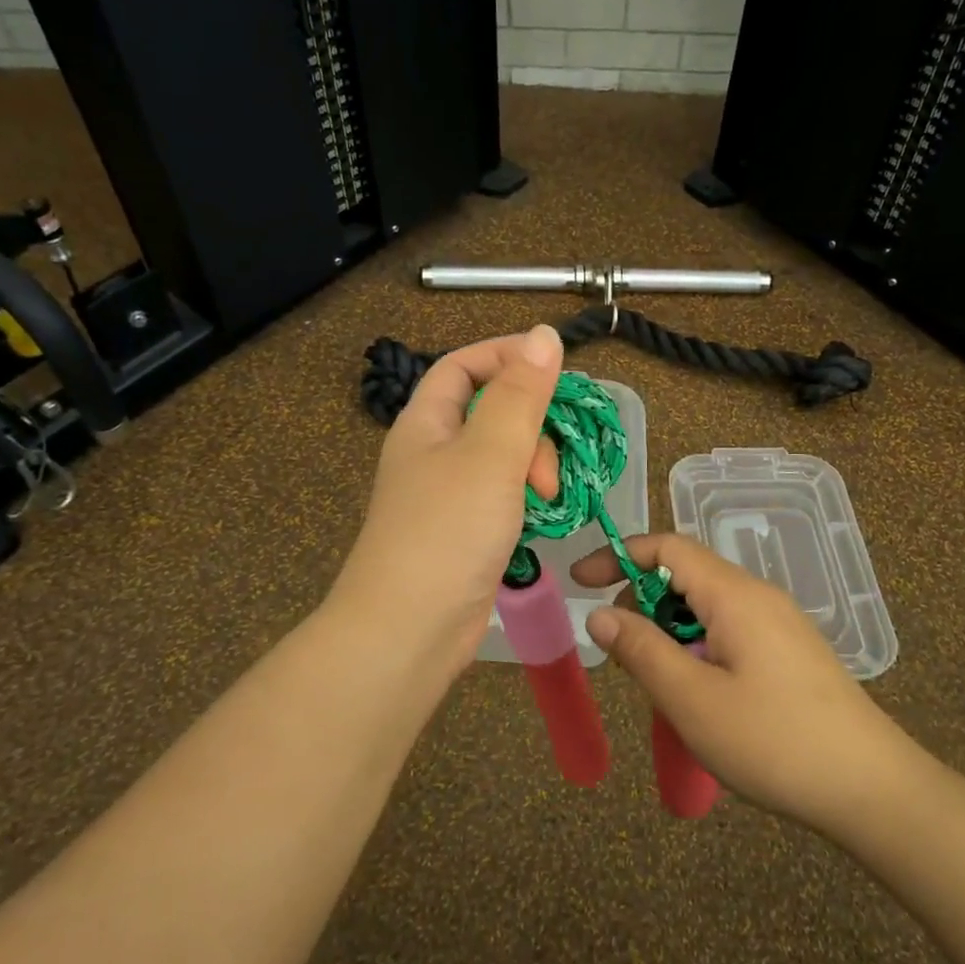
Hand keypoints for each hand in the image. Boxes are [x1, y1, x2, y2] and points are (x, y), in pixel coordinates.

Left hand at [330, 327, 563, 683]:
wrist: (409, 629)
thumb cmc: (447, 531)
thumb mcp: (491, 453)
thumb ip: (522, 394)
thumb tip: (544, 334)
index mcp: (426, 422)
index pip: (463, 366)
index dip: (506, 355)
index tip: (555, 363)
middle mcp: (433, 452)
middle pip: (490, 412)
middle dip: (530, 425)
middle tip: (547, 461)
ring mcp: (448, 495)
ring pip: (502, 457)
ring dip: (533, 465)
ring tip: (547, 496)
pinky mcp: (465, 532)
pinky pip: (503, 496)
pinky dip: (527, 498)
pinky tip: (543, 517)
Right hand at [573, 533, 912, 835]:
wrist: (872, 789)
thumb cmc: (773, 741)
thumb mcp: (691, 700)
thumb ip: (641, 650)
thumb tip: (599, 614)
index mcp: (734, 594)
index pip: (666, 548)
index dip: (618, 556)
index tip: (581, 583)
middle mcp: (758, 596)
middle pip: (685, 576)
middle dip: (642, 604)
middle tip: (622, 656)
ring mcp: (780, 623)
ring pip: (706, 607)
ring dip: (670, 633)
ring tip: (661, 686)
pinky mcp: (791, 652)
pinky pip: (729, 631)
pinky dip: (698, 648)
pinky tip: (701, 697)